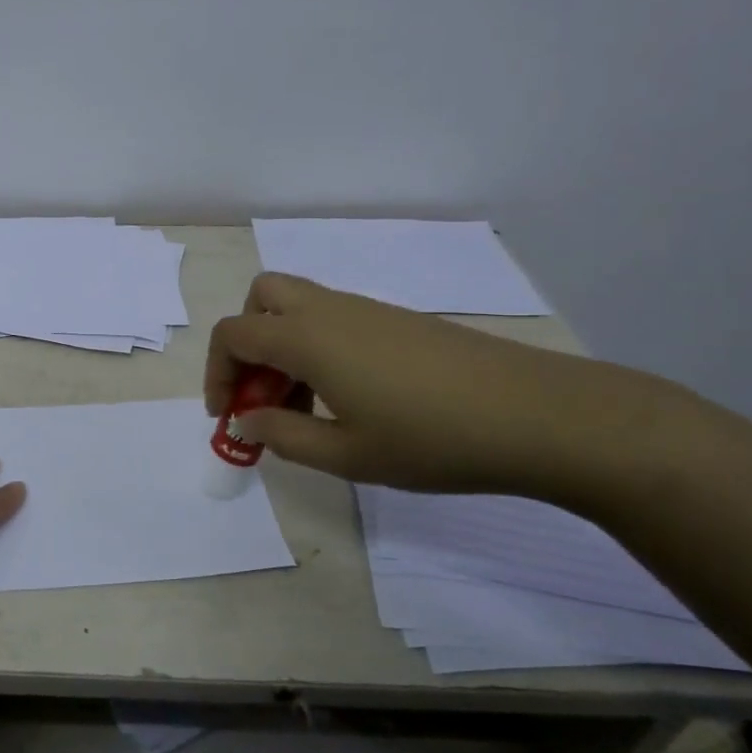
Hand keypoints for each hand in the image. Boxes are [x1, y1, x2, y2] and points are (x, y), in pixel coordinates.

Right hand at [205, 272, 656, 496]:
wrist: (534, 414)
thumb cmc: (430, 439)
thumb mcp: (346, 454)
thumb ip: (284, 436)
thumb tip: (247, 422)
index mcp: (307, 338)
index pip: (233, 334)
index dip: (217, 374)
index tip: (228, 418)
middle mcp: (329, 311)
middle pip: (262, 298)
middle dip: (246, 342)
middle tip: (261, 393)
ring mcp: (367, 311)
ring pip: (299, 307)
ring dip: (282, 347)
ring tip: (305, 407)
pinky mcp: (397, 321)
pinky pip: (334, 319)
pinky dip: (317, 347)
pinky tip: (348, 397)